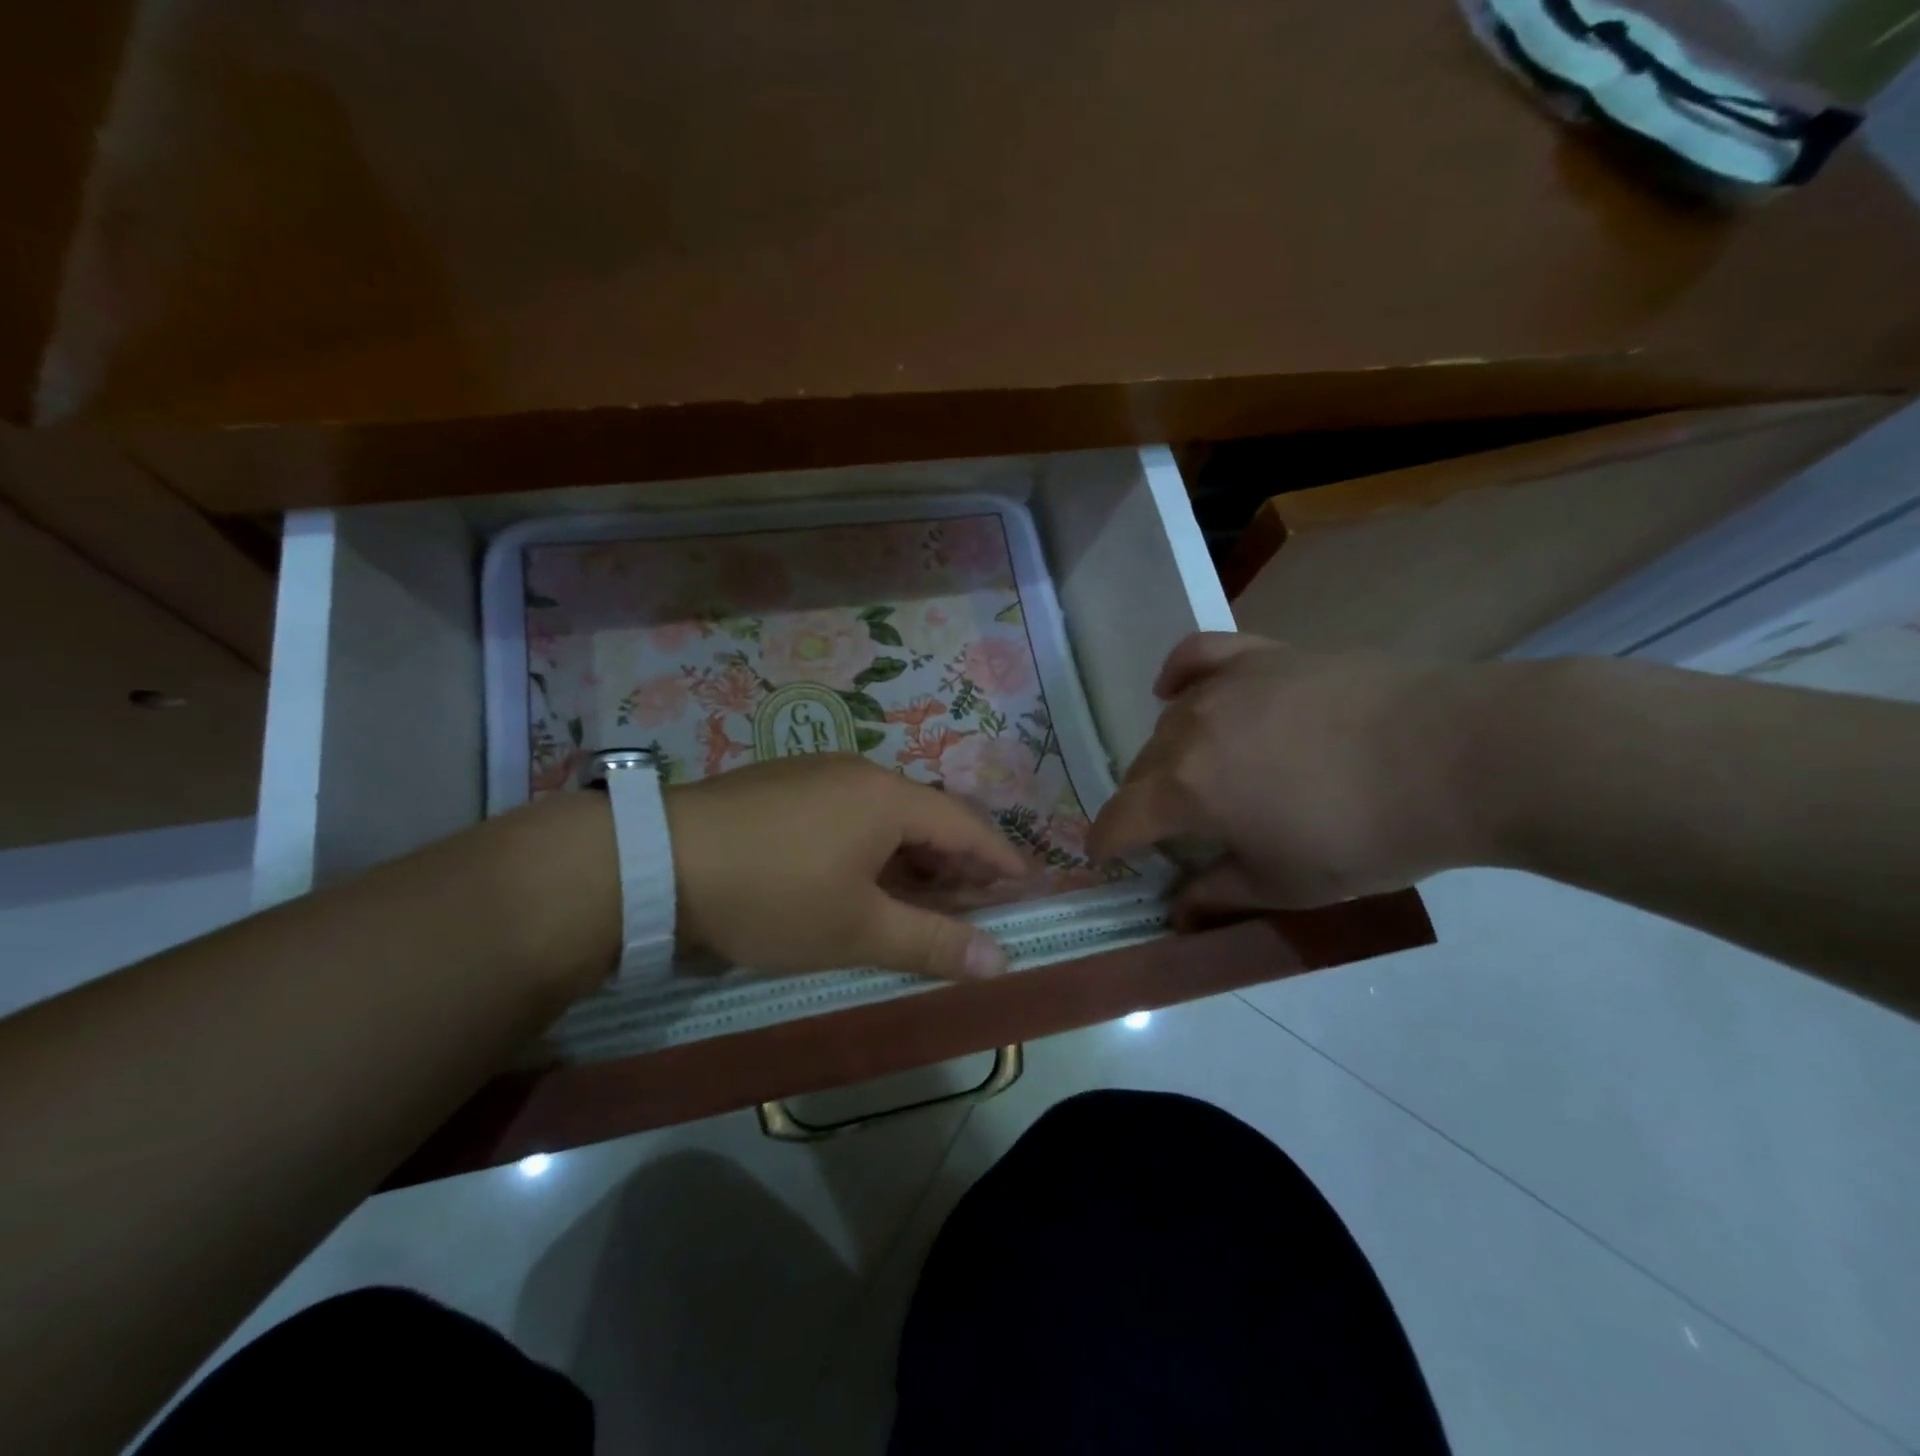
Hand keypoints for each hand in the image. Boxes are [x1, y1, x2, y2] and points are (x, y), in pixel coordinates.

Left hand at [665, 755, 1025, 978]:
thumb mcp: (856, 930)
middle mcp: (858, 772)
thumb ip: (932, 942)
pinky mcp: (780, 783)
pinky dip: (870, 843)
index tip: (1025, 884)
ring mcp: (815, 772)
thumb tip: (1001, 960)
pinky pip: (847, 810)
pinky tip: (854, 875)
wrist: (657, 860)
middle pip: (925, 815)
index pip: (965, 824)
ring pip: (883, 813)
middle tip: (972, 904)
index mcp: (888, 798)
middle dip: (953, 861)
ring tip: (916, 897)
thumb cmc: (773, 896)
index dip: (999, 856)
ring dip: (909, 854)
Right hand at [1087, 634, 1495, 923]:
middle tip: (1177, 833)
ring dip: (1169, 757)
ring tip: (1202, 777)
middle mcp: (1188, 730)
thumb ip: (1219, 895)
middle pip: (1139, 770)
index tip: (1107, 861)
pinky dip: (1179, 675)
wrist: (1455, 756)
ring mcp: (1224, 685)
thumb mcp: (1286, 887)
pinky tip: (1177, 690)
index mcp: (1185, 790)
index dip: (1106, 846)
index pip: (1119, 819)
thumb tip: (1177, 908)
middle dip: (1144, 806)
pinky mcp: (1262, 655)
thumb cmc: (1365, 835)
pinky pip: (1198, 656)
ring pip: (1168, 723)